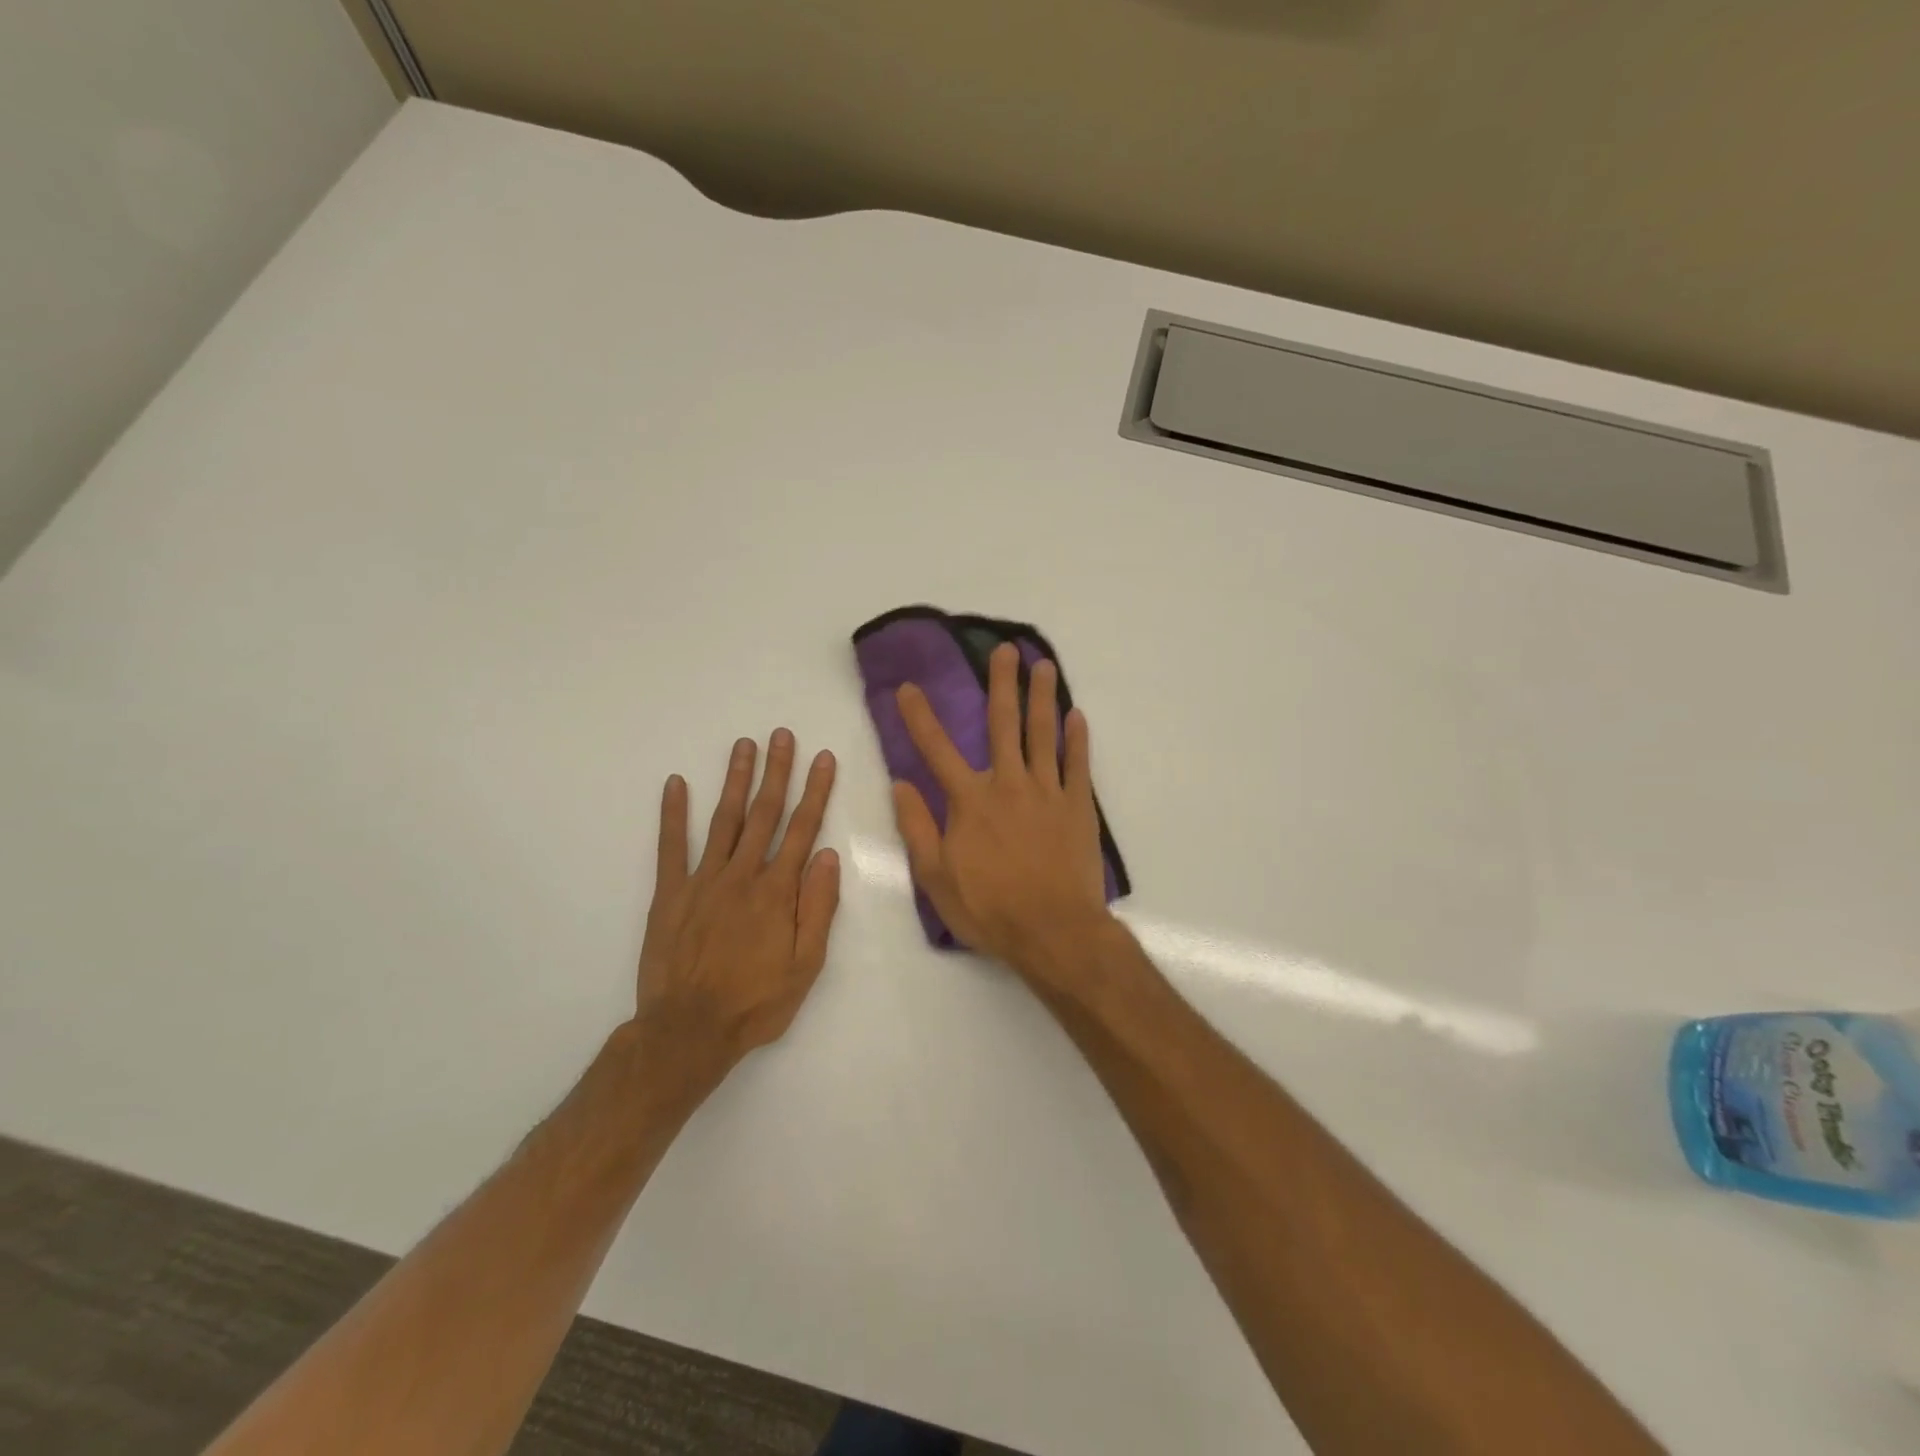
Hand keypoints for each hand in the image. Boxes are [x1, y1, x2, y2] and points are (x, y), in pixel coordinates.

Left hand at [632, 731, 839, 1086]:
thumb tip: (827, 855)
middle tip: (782, 735)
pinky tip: (675, 783)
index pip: (802, 829)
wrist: (688, 1031)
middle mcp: (742, 875)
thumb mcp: (806, 965)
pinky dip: (672, 814)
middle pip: (764, 813)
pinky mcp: (670, 893)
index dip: (815, 791)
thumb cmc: (756, 1002)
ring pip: (724, 820)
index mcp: (778, 891)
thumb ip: (818, 907)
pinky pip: (670, 847)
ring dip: (736, 780)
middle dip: (777, 771)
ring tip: (744, 745)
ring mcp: (703, 880)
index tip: (823, 758)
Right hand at [892, 643, 1110, 981]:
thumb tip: (900, 784)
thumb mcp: (936, 877)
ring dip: (1041, 696)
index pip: (937, 749)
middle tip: (1004, 650)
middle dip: (1001, 684)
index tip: (908, 687)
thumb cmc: (990, 909)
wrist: (1054, 931)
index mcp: (970, 801)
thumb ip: (918, 827)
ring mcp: (1047, 791)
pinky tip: (1076, 715)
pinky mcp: (1077, 806)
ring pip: (1043, 733)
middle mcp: (1008, 784)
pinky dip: (1077, 738)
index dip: (920, 717)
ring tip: (1043, 665)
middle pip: (1003, 724)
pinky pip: (1078, 763)